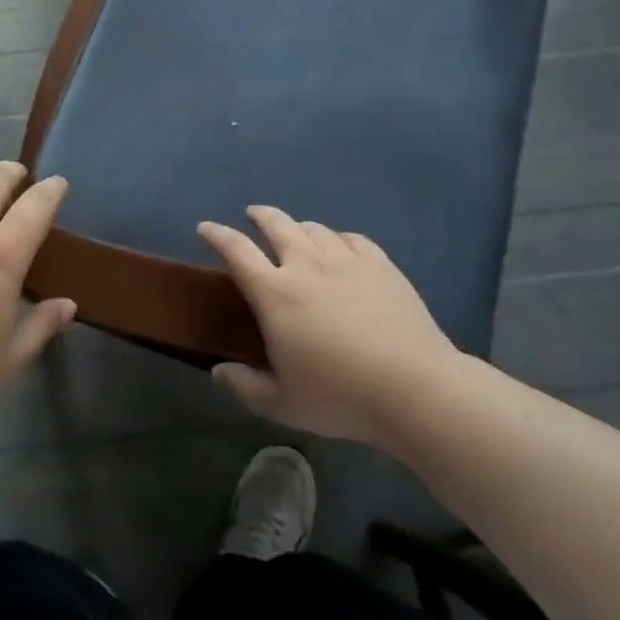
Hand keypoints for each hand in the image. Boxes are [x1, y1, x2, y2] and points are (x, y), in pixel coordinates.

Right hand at [198, 206, 458, 449]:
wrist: (414, 388)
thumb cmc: (341, 397)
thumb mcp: (282, 404)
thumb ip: (245, 386)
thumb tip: (219, 371)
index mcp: (275, 293)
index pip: (236, 250)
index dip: (217, 235)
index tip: (205, 228)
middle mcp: (306, 265)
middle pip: (276, 224)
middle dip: (259, 215)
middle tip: (252, 216)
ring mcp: (346, 260)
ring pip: (314, 228)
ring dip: (298, 227)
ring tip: (296, 235)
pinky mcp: (380, 264)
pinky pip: (350, 238)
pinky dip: (337, 239)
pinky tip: (340, 248)